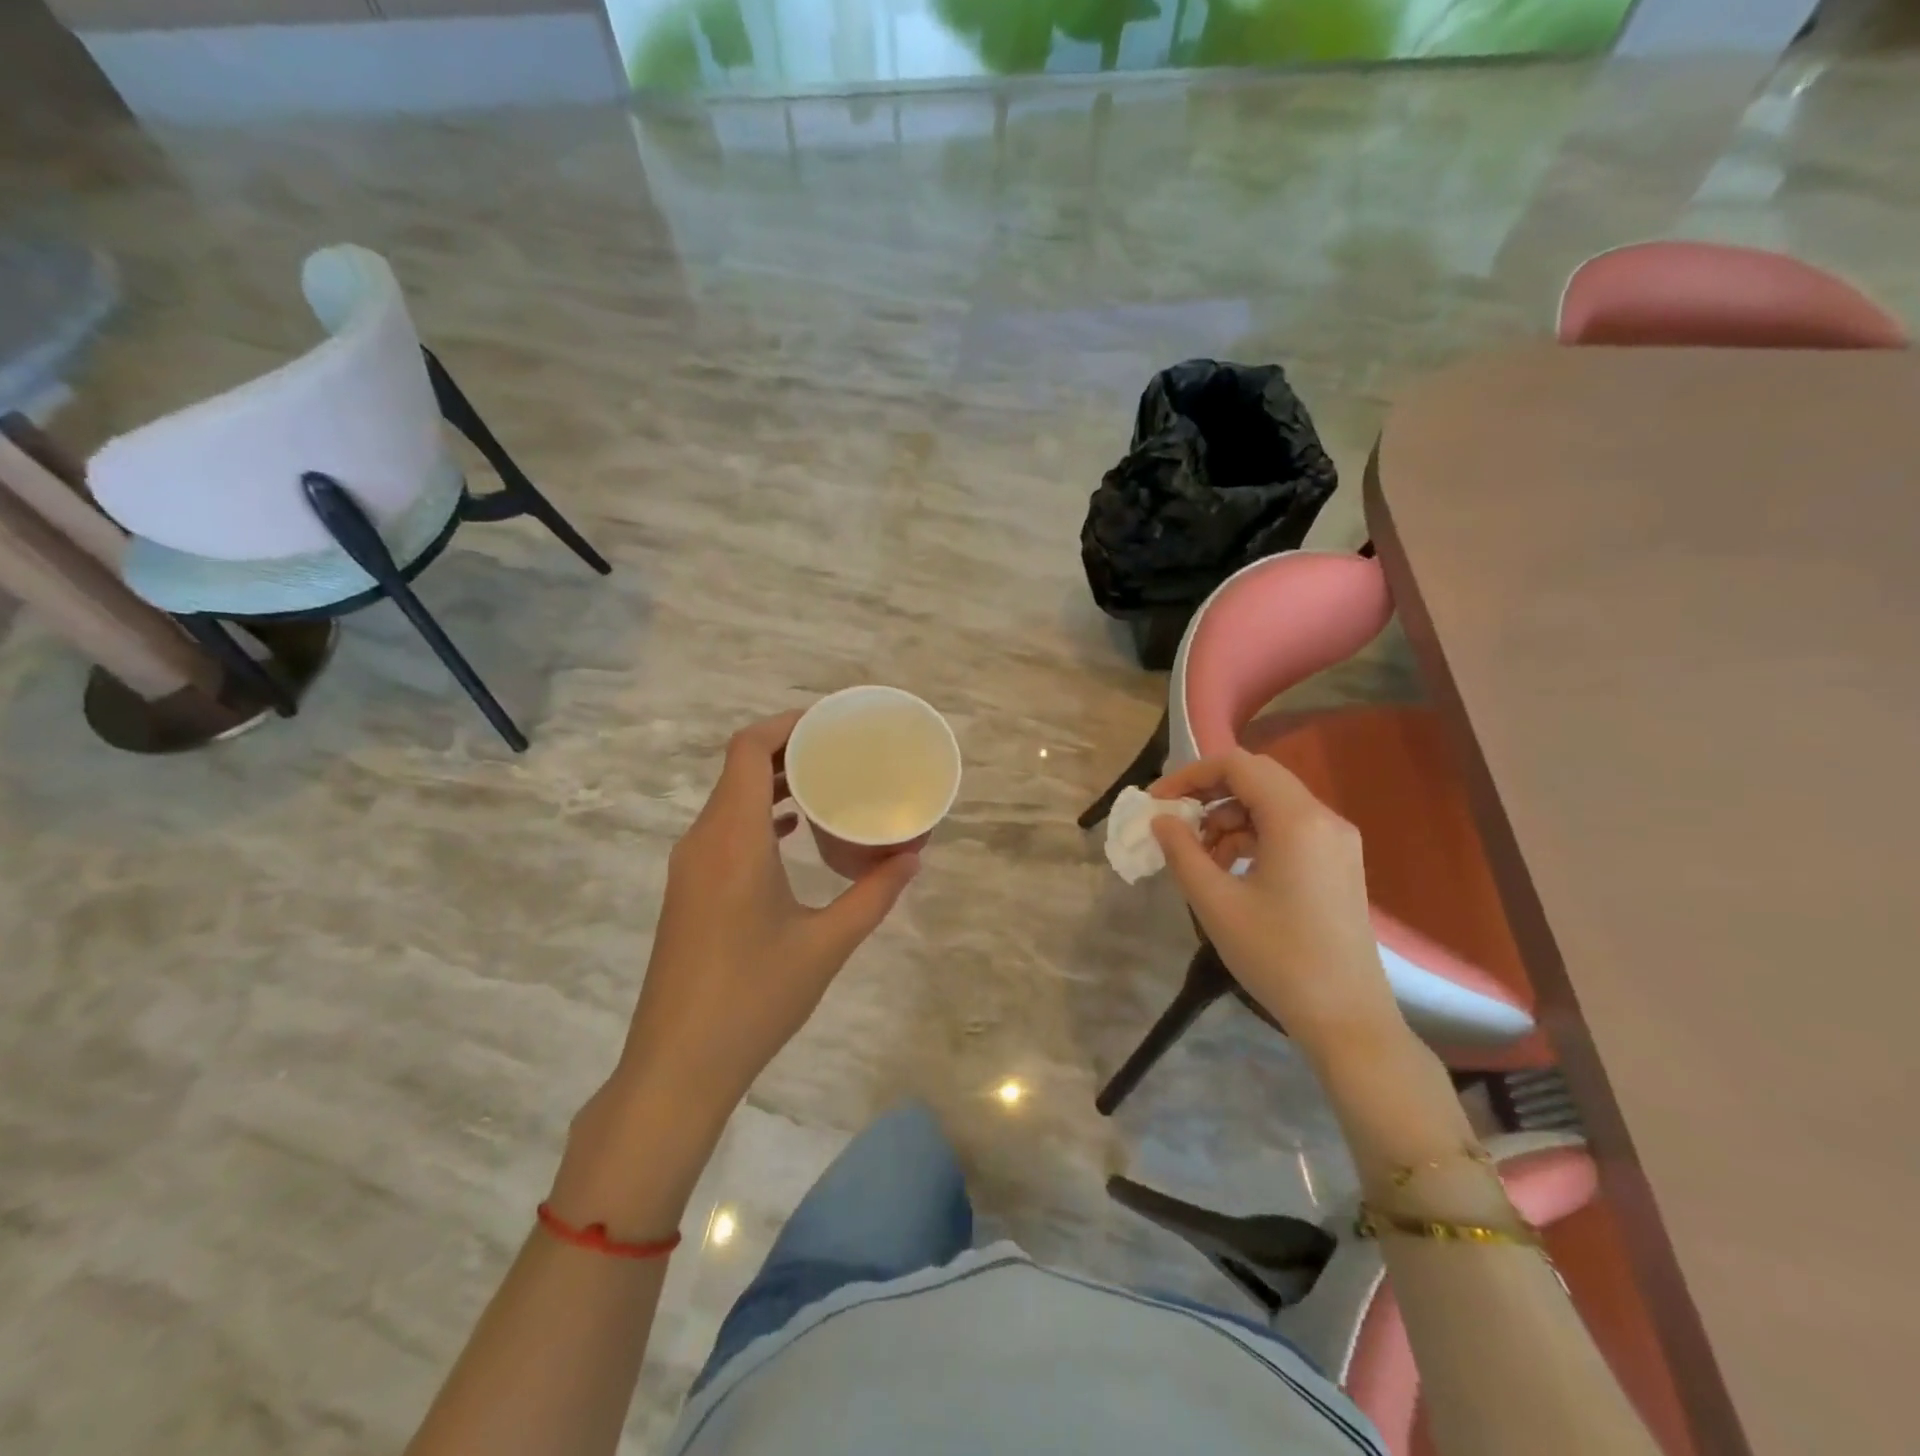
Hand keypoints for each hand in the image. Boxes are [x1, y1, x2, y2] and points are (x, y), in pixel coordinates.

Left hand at [614, 711, 920, 1119]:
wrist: (677, 1066)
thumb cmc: (754, 998)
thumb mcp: (826, 944)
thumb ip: (874, 894)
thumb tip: (914, 856)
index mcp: (732, 839)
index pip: (747, 749)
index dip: (786, 724)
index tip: (831, 723)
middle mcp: (703, 840)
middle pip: (738, 768)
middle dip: (789, 749)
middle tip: (842, 750)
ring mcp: (690, 867)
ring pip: (730, 799)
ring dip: (773, 783)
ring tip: (826, 783)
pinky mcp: (689, 890)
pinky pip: (725, 830)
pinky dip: (759, 816)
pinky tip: (795, 833)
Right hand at [1150, 748, 1402, 1059]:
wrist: (1346, 1017)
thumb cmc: (1276, 956)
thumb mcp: (1215, 903)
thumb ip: (1181, 852)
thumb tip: (1162, 820)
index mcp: (1297, 820)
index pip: (1237, 765)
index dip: (1190, 775)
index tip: (1157, 802)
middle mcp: (1323, 818)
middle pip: (1256, 778)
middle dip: (1208, 794)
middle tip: (1174, 823)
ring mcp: (1336, 841)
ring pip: (1271, 804)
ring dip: (1228, 818)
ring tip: (1200, 858)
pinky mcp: (1338, 863)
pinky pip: (1287, 829)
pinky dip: (1252, 836)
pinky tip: (1229, 870)